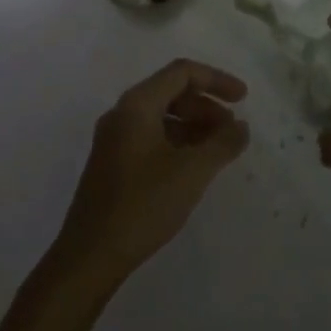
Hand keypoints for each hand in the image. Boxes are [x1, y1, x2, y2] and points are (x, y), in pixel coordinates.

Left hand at [55, 59, 249, 281]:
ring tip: (218, 150)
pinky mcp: (112, 164)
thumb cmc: (142, 205)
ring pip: (161, 116)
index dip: (217, 80)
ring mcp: (114, 139)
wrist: (88, 258)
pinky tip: (192, 167)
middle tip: (232, 129)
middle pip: (172, 92)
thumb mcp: (191, 172)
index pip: (182, 73)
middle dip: (206, 106)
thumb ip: (222, 144)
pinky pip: (151, 137)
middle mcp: (122, 113)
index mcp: (137, 104)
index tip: (243, 99)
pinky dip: (177, 142)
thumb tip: (241, 127)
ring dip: (193, 126)